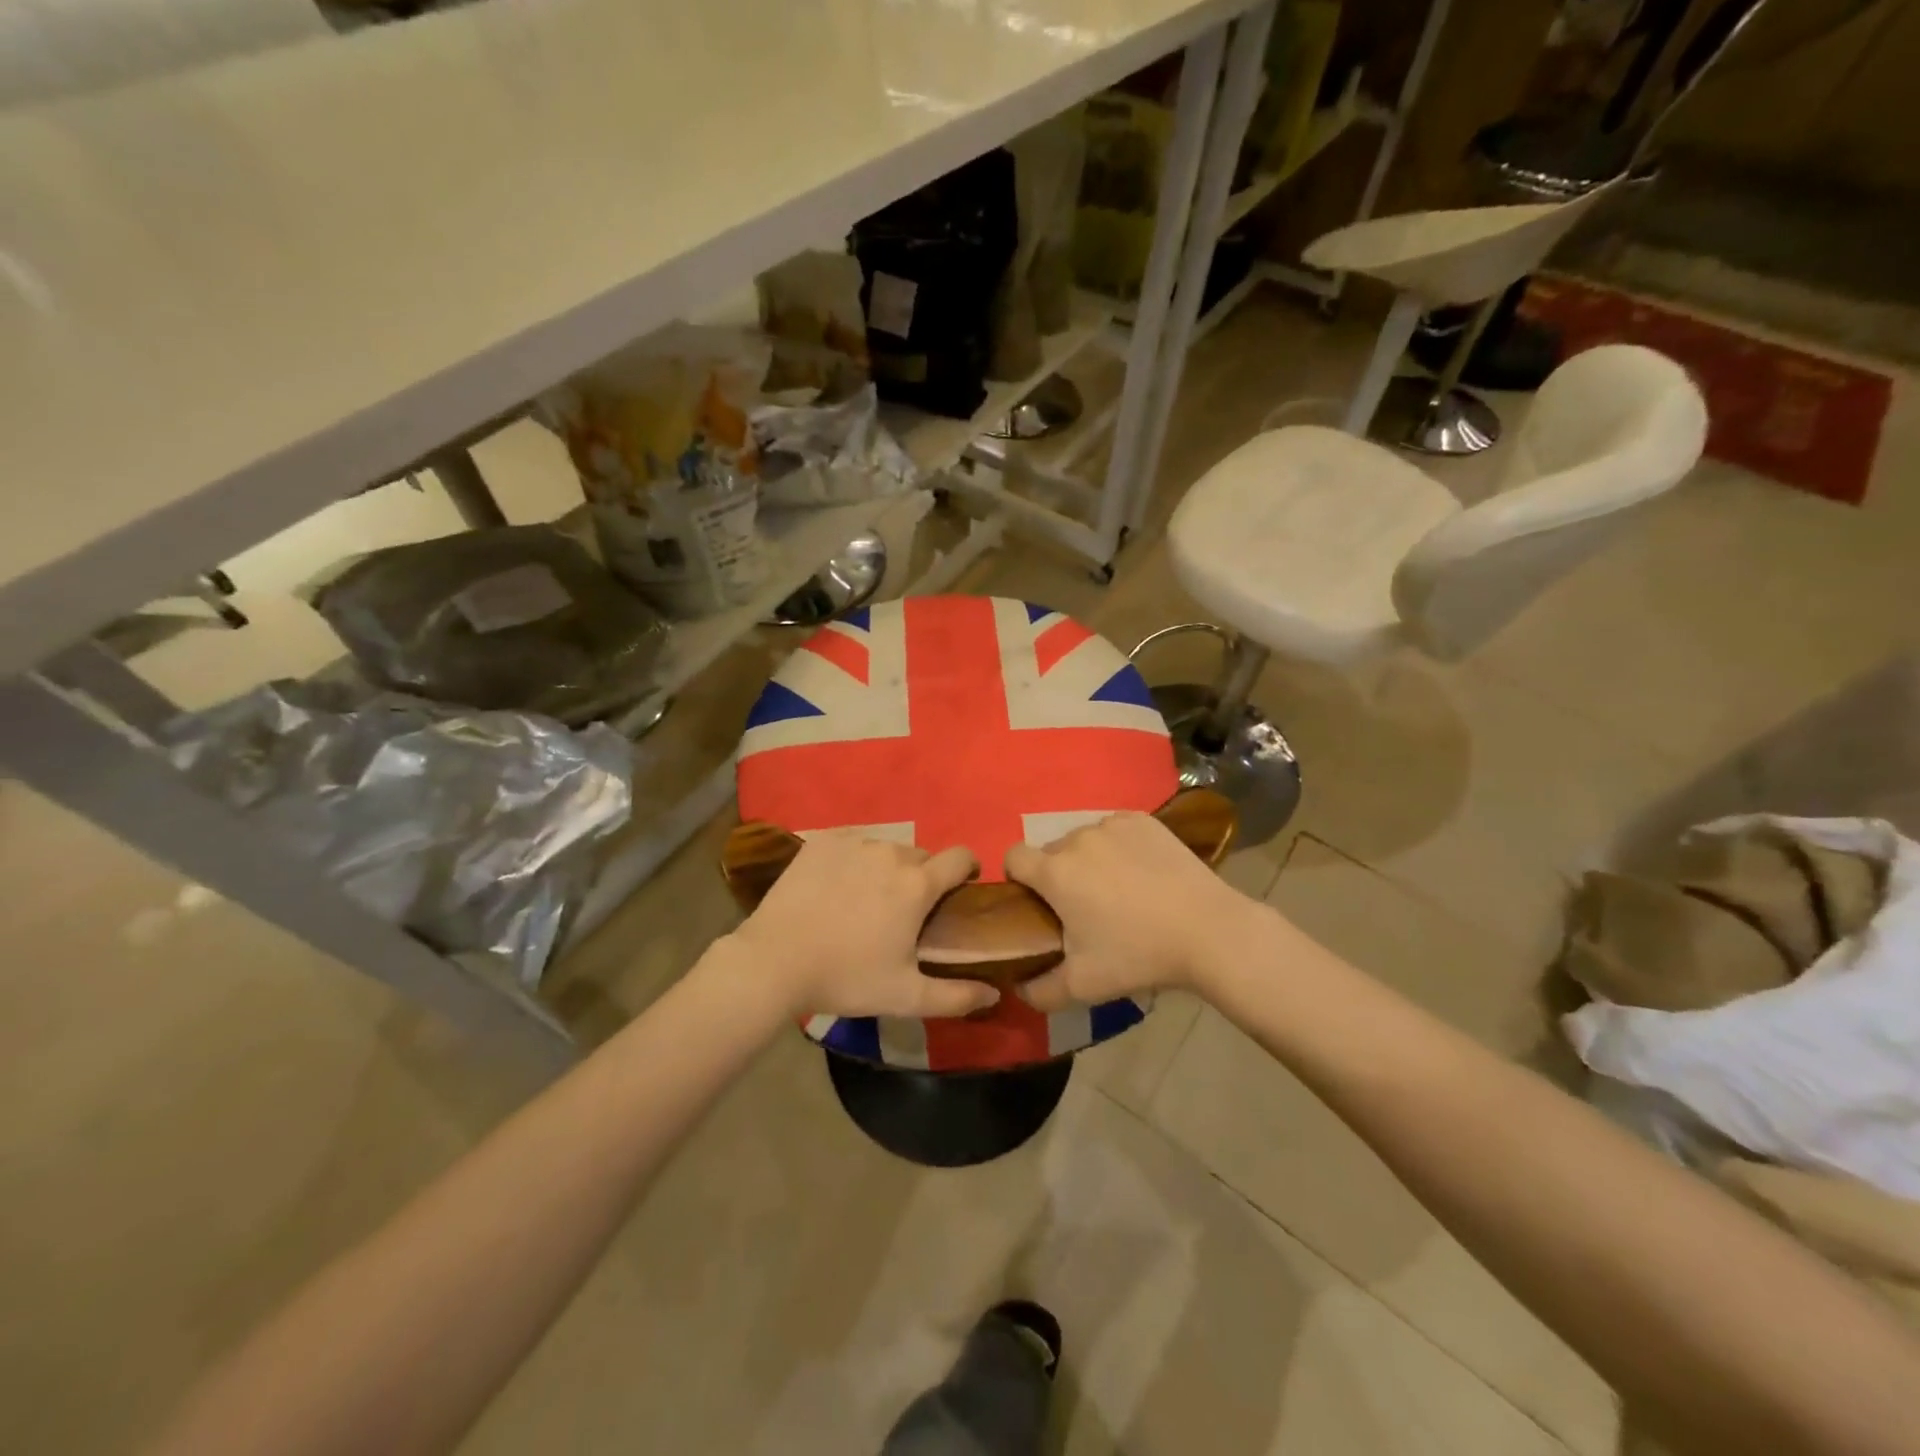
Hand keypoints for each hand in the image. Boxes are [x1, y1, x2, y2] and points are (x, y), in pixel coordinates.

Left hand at [727, 832, 999, 1019]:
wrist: (774, 962)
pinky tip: (836, 886)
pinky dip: (854, 859)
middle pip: (922, 856)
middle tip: (904, 911)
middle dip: (922, 877)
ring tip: (865, 900)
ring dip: (887, 868)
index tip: (960, 890)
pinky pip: (854, 842)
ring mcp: (854, 842)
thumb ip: (956, 996)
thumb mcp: (905, 996)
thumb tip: (994, 992)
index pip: (961, 856)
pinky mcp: (822, 840)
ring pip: (886, 848)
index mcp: (917, 884)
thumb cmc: (846, 978)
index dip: (968, 870)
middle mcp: (891, 852)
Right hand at [1004, 811, 1271, 1011]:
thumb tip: (1019, 987)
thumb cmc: (1138, 955)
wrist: (1208, 931)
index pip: (1013, 857)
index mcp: (1054, 872)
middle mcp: (1077, 838)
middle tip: (1085, 908)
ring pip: (1084, 840)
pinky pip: (1115, 830)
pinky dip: (1119, 847)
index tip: (1037, 903)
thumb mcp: (1083, 986)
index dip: (1018, 879)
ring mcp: (1112, 824)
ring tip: (1119, 890)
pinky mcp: (1143, 820)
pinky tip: (1142, 872)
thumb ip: (1039, 991)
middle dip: (1058, 875)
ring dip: (1088, 860)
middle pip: (1051, 851)